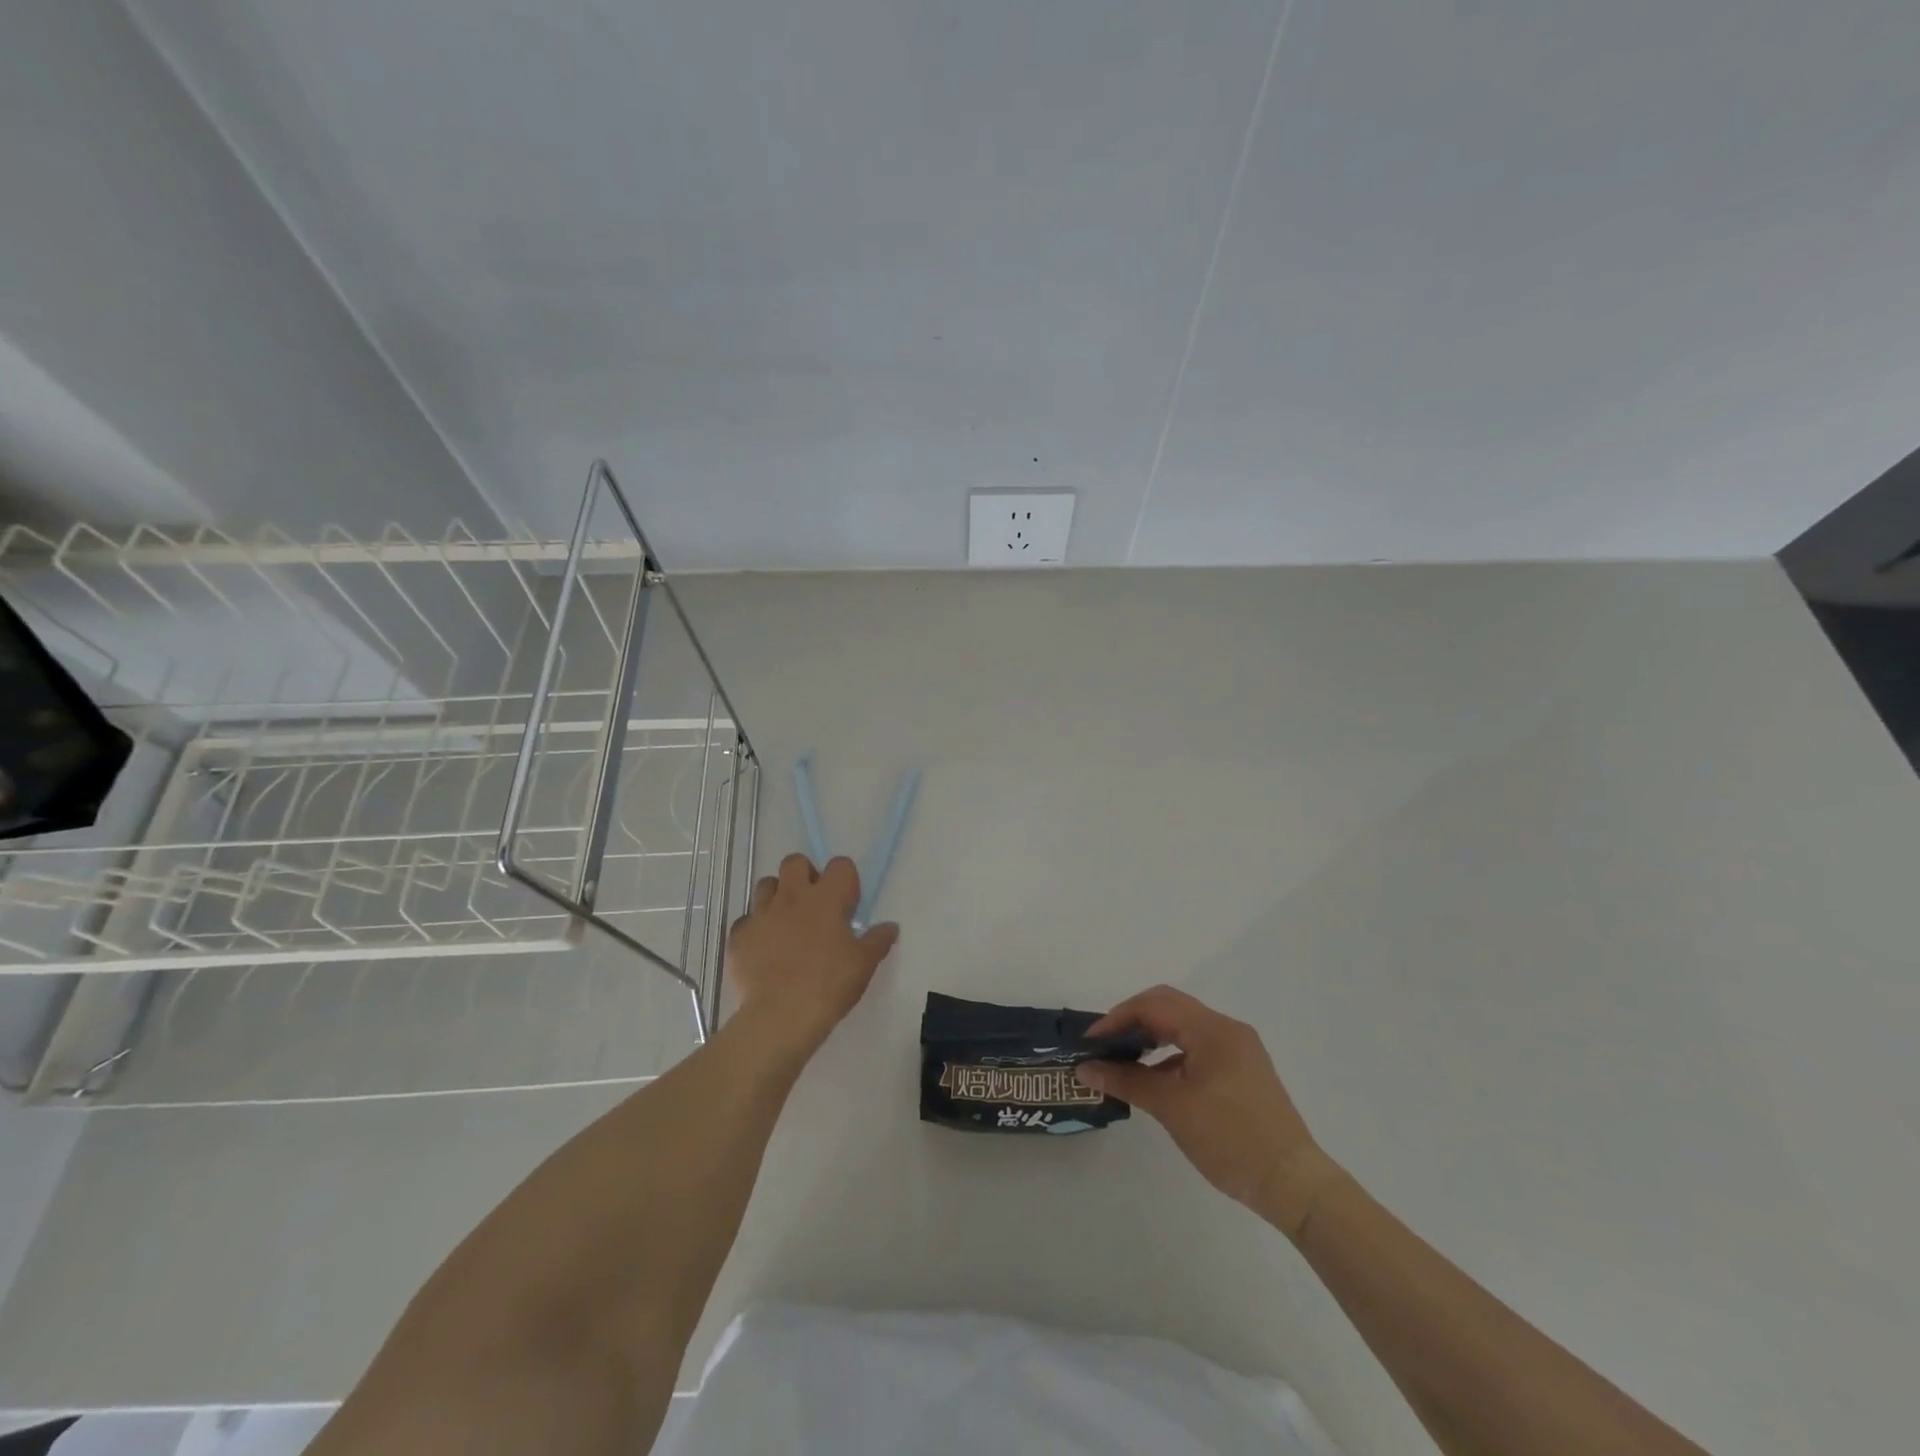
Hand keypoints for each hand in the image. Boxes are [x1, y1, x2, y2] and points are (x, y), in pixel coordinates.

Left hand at [726, 853, 898, 1054]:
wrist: (779, 1017)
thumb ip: (878, 940)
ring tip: (786, 923)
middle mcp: (791, 896)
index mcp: (826, 898)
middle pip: (795, 862)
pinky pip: (746, 920)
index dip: (846, 881)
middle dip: (805, 875)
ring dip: (777, 896)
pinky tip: (763, 950)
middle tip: (815, 905)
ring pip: (766, 884)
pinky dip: (756, 929)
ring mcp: (760, 914)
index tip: (847, 908)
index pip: (840, 865)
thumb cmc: (828, 985)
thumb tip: (890, 927)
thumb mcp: (864, 964)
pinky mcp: (738, 936)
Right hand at [1075, 986, 1342, 1237]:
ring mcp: (1239, 1051)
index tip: (1091, 1042)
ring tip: (1124, 1061)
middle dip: (1133, 1022)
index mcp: (1213, 1029)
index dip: (1118, 1017)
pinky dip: (1171, 1056)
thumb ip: (1127, 1081)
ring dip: (1152, 1038)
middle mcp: (1227, 1030)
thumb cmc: (1230, 1138)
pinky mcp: (1243, 1072)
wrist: (1294, 1184)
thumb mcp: (1172, 1108)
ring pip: (1184, 1028)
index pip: (1154, 1005)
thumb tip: (1086, 1069)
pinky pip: (1198, 1049)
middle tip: (1104, 1046)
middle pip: (1169, 1008)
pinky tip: (1156, 1080)